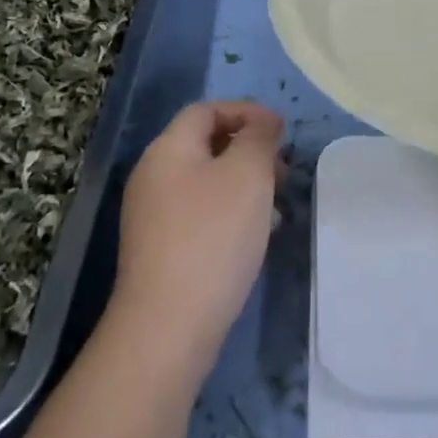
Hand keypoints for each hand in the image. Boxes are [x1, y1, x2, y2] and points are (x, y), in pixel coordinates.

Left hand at [109, 101, 284, 384]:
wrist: (168, 327)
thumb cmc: (212, 237)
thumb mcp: (247, 174)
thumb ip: (259, 138)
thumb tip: (264, 121)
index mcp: (168, 149)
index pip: (207, 110)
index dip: (246, 111)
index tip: (282, 131)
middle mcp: (153, 175)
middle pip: (205, 144)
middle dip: (249, 149)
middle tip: (283, 169)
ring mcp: (153, 216)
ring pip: (206, 182)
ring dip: (244, 184)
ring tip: (277, 205)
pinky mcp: (160, 251)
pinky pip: (201, 214)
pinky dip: (231, 213)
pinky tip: (257, 236)